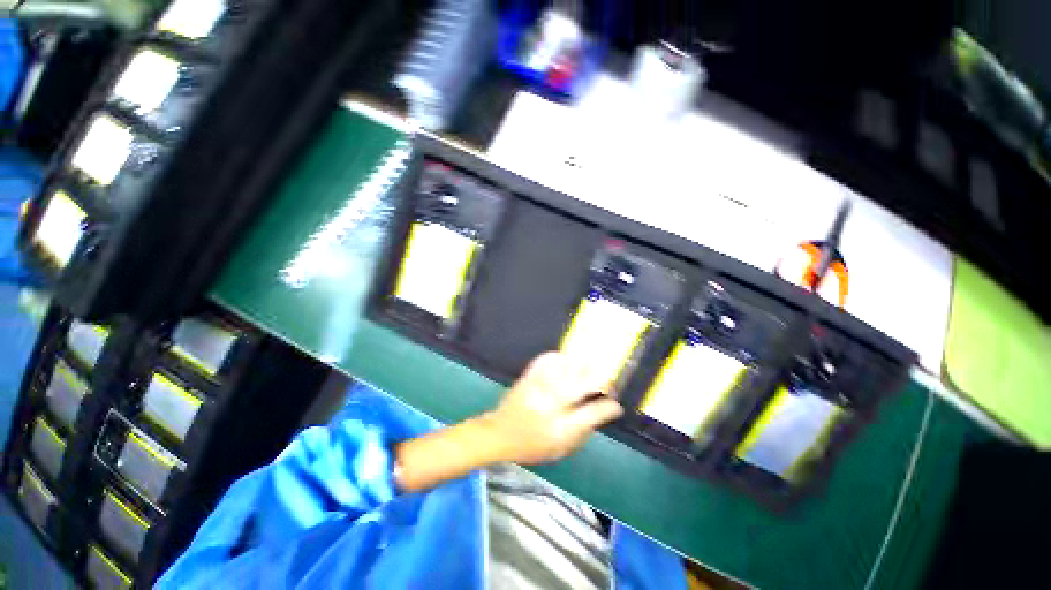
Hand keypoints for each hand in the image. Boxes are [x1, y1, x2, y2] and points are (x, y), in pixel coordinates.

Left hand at [480, 351, 623, 464]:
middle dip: (601, 378)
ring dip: (583, 364)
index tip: (616, 404)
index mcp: (559, 429)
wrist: (499, 433)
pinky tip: (566, 360)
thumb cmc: (532, 446)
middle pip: (582, 384)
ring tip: (592, 364)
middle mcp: (550, 406)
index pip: (592, 414)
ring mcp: (537, 387)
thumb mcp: (561, 450)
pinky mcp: (528, 376)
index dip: (609, 407)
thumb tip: (601, 410)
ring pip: (566, 367)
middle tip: (609, 377)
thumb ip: (583, 431)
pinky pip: (547, 359)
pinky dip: (560, 357)